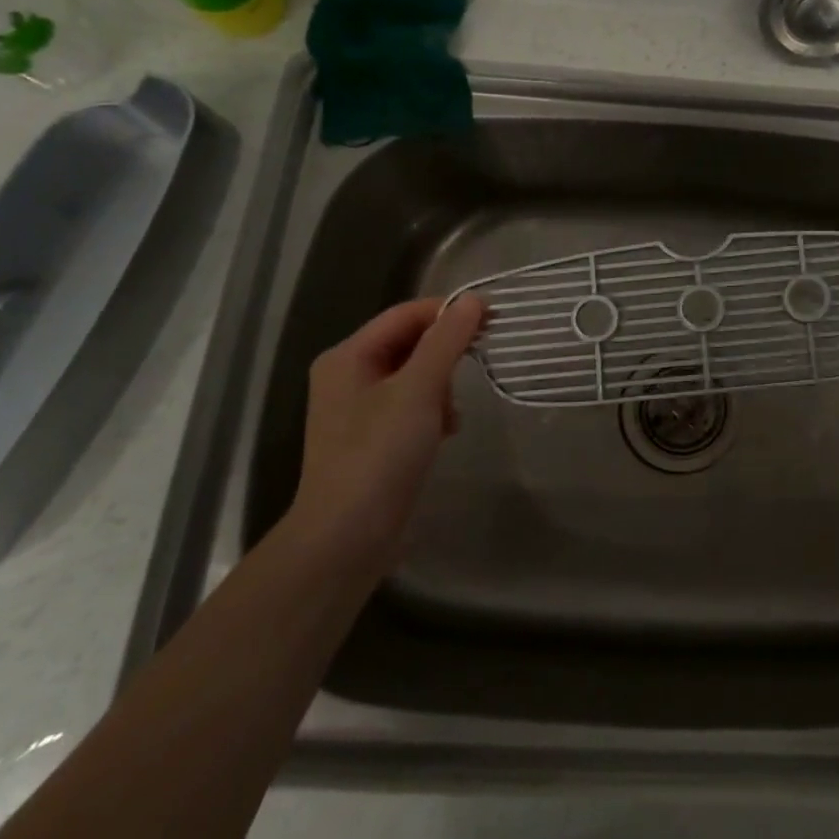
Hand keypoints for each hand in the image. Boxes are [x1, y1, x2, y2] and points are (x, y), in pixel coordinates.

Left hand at [290, 295, 484, 574]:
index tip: (491, 320)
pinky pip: (411, 404)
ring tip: (453, 412)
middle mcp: (348, 376)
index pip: (406, 314)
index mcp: (348, 356)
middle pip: (409, 342)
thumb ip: (446, 341)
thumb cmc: (379, 454)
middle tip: (475, 367)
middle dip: (445, 353)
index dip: (448, 312)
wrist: (346, 537)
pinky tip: (447, 430)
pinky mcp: (373, 437)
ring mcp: (359, 409)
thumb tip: (472, 301)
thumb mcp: (418, 390)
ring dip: (441, 385)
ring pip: (414, 374)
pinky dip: (433, 409)